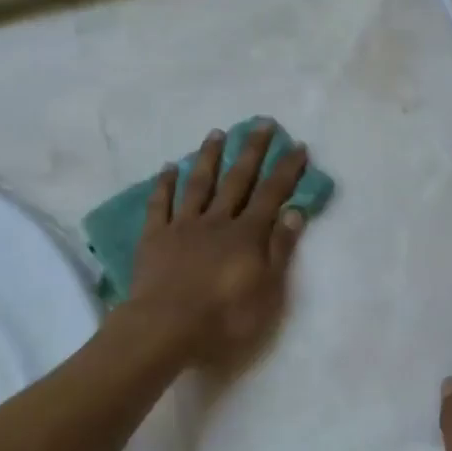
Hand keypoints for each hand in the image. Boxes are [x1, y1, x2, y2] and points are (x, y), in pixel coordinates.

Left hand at [127, 122, 308, 364]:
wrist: (166, 328)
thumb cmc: (224, 317)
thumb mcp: (267, 290)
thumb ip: (280, 249)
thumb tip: (295, 211)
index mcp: (247, 235)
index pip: (272, 194)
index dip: (286, 170)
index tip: (297, 145)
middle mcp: (217, 221)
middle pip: (237, 180)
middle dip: (252, 151)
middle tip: (261, 123)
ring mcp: (183, 226)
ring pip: (199, 184)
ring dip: (209, 157)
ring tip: (217, 133)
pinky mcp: (154, 237)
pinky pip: (160, 204)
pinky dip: (165, 184)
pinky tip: (168, 167)